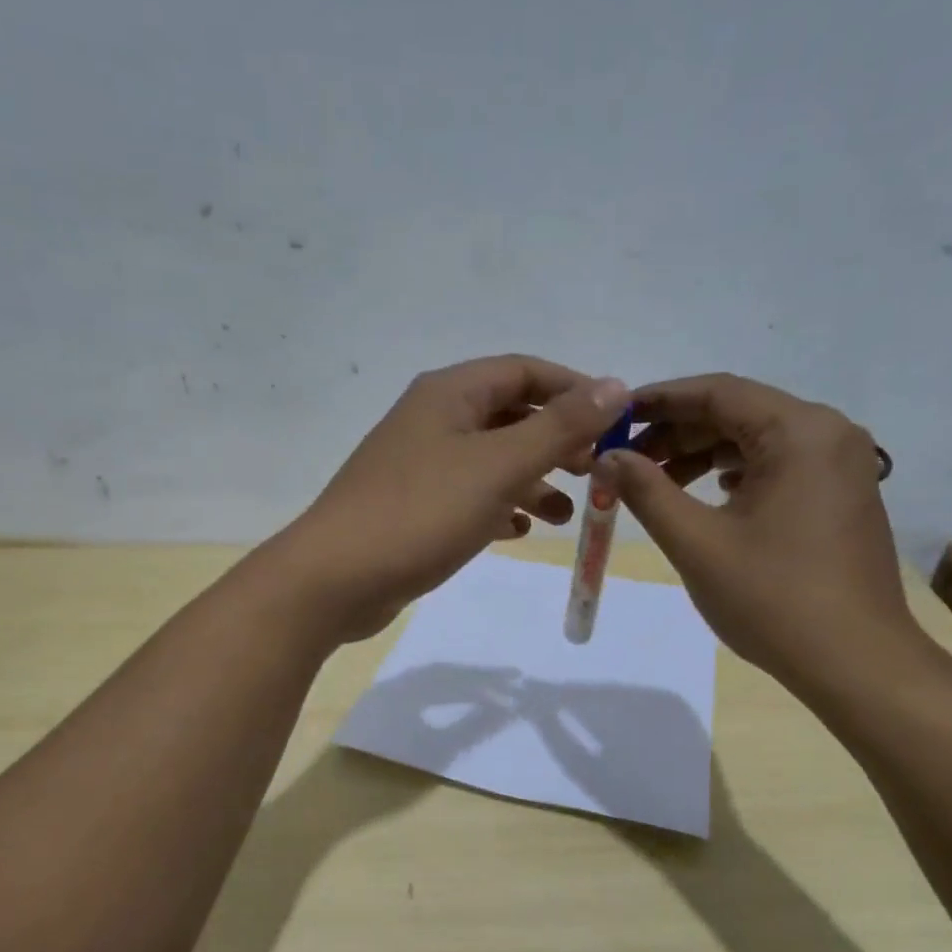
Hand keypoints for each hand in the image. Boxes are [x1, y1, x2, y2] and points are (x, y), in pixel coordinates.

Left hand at [276, 356, 630, 639]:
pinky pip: (469, 497)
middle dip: (556, 442)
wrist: (336, 579)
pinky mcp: (413, 508)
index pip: (525, 371)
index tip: (615, 423)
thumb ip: (558, 428)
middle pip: (509, 416)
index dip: (575, 391)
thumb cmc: (421, 514)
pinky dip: (499, 509)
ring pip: (491, 461)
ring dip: (532, 481)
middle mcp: (433, 420)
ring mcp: (419, 466)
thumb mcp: (499, 467)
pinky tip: (519, 532)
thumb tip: (616, 386)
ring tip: (567, 514)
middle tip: (595, 472)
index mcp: (450, 394)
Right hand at [606, 373, 923, 692]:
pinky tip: (705, 498)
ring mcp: (842, 466)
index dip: (658, 401)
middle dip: (677, 433)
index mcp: (800, 431)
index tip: (613, 418)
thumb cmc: (772, 599)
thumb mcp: (696, 543)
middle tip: (626, 461)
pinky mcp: (842, 496)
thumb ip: (646, 492)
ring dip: (703, 456)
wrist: (855, 662)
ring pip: (757, 441)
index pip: (717, 393)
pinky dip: (734, 475)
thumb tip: (608, 457)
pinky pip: (779, 467)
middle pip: (739, 413)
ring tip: (655, 484)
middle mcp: (829, 434)